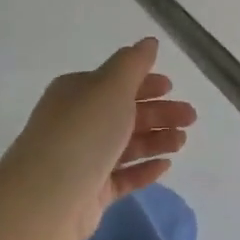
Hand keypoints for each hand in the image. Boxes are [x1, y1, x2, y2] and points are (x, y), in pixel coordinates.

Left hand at [1, 38, 197, 239]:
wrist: (49, 197)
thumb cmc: (83, 132)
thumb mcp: (111, 87)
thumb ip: (133, 64)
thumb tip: (149, 42)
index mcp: (76, 93)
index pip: (114, 82)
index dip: (144, 82)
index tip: (172, 86)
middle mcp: (78, 123)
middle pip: (124, 113)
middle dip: (159, 113)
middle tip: (190, 117)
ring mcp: (83, 159)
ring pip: (126, 145)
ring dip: (156, 139)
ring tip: (182, 141)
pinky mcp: (91, 192)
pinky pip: (123, 176)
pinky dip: (144, 169)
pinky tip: (166, 166)